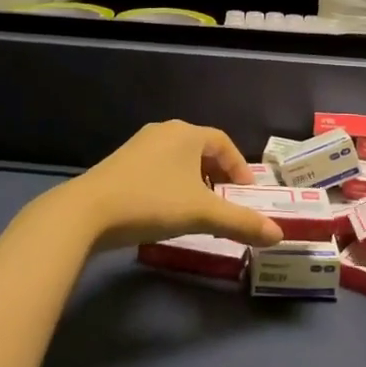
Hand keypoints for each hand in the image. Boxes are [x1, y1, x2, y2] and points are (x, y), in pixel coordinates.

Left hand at [57, 121, 285, 251]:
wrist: (87, 212)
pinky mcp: (121, 163)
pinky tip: (167, 210)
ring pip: (178, 159)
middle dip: (218, 175)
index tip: (246, 195)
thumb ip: (241, 223)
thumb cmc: (152, 202)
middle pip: (201, 149)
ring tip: (200, 210)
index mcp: (186, 133)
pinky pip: (158, 168)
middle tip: (226, 203)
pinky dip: (172, 184)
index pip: (224, 143)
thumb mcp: (201, 214)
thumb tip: (278, 235)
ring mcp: (139, 145)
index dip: (239, 168)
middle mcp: (164, 131)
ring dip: (195, 181)